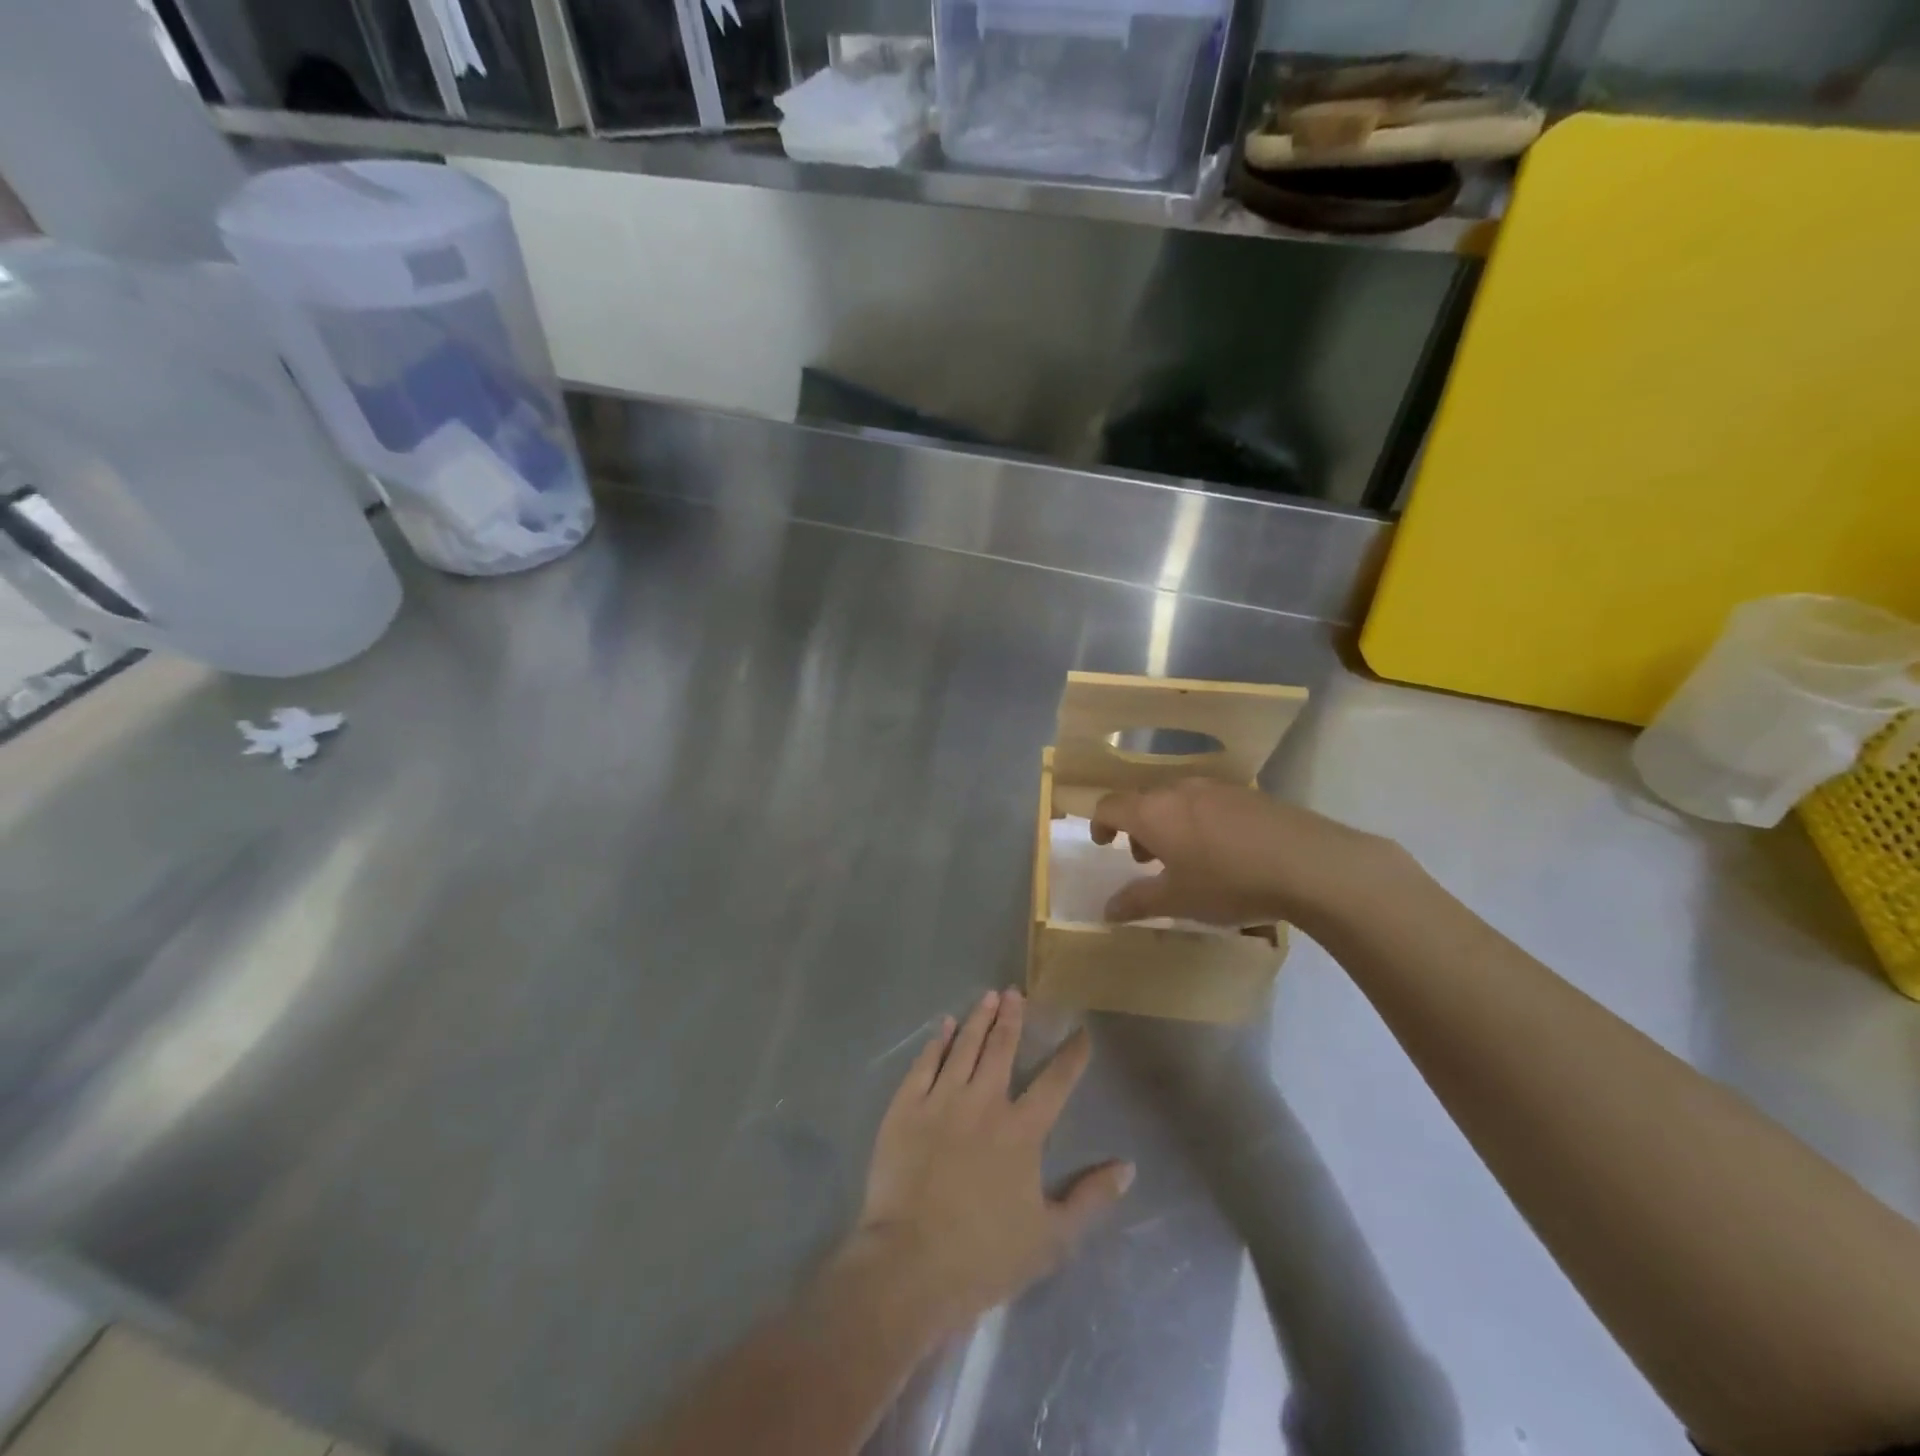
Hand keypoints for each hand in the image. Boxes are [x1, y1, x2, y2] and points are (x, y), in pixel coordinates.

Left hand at [841, 989, 1132, 1336]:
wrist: (910, 1264)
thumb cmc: (985, 1255)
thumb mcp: (1052, 1238)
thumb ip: (1090, 1198)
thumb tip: (1127, 1167)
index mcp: (1021, 1131)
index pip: (1055, 1082)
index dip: (1071, 1055)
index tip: (1081, 1032)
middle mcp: (984, 1103)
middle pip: (1002, 1049)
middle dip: (1012, 1017)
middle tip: (1015, 992)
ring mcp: (941, 1101)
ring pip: (964, 1047)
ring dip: (979, 1019)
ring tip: (988, 996)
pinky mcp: (906, 1108)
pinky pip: (924, 1064)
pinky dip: (938, 1042)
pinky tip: (945, 1026)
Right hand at [1090, 779, 1399, 933]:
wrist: (1308, 863)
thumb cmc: (1229, 882)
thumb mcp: (1178, 900)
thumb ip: (1137, 902)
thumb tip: (1107, 910)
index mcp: (1152, 812)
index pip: (1110, 805)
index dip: (1100, 823)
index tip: (1104, 844)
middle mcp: (1179, 791)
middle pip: (1144, 800)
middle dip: (1137, 828)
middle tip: (1145, 860)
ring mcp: (1217, 789)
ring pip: (1177, 800)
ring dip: (1169, 824)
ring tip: (1185, 858)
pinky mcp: (1249, 794)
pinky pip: (1208, 803)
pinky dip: (1199, 821)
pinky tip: (1224, 852)